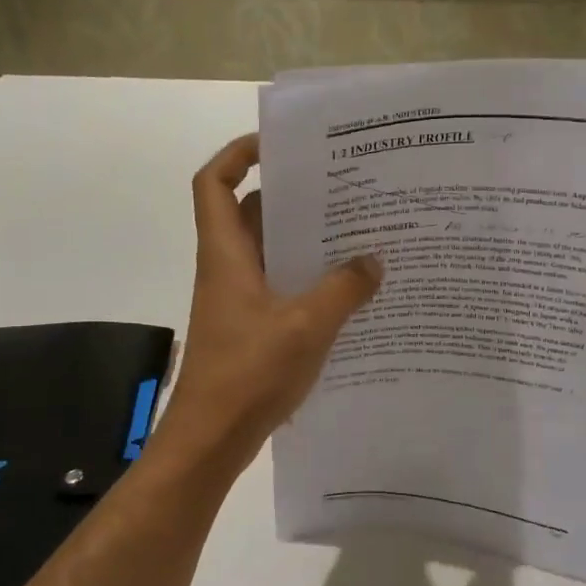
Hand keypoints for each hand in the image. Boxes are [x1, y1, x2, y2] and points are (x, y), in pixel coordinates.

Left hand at [151, 134, 382, 476]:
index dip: (237, 154)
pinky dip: (306, 280)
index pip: (213, 183)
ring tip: (355, 232)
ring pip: (268, 252)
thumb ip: (344, 289)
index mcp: (226, 254)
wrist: (211, 439)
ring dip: (303, 241)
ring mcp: (238, 300)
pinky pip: (279, 287)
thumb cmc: (249, 374)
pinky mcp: (250, 328)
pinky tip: (348, 289)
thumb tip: (374, 260)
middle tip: (340, 187)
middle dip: (290, 196)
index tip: (278, 145)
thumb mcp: (307, 326)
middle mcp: (228, 269)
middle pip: (249, 213)